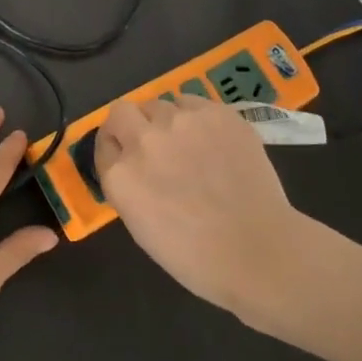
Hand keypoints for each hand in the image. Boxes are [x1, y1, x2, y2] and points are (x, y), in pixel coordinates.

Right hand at [94, 94, 314, 324]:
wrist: (258, 251)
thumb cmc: (196, 257)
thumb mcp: (140, 226)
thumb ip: (128, 187)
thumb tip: (133, 167)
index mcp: (120, 175)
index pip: (103, 145)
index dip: (114, 151)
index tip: (126, 159)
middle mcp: (144, 140)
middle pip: (121, 112)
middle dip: (130, 125)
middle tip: (150, 144)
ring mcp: (180, 122)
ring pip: (160, 104)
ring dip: (165, 121)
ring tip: (187, 144)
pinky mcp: (215, 113)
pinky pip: (193, 103)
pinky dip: (195, 118)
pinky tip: (211, 140)